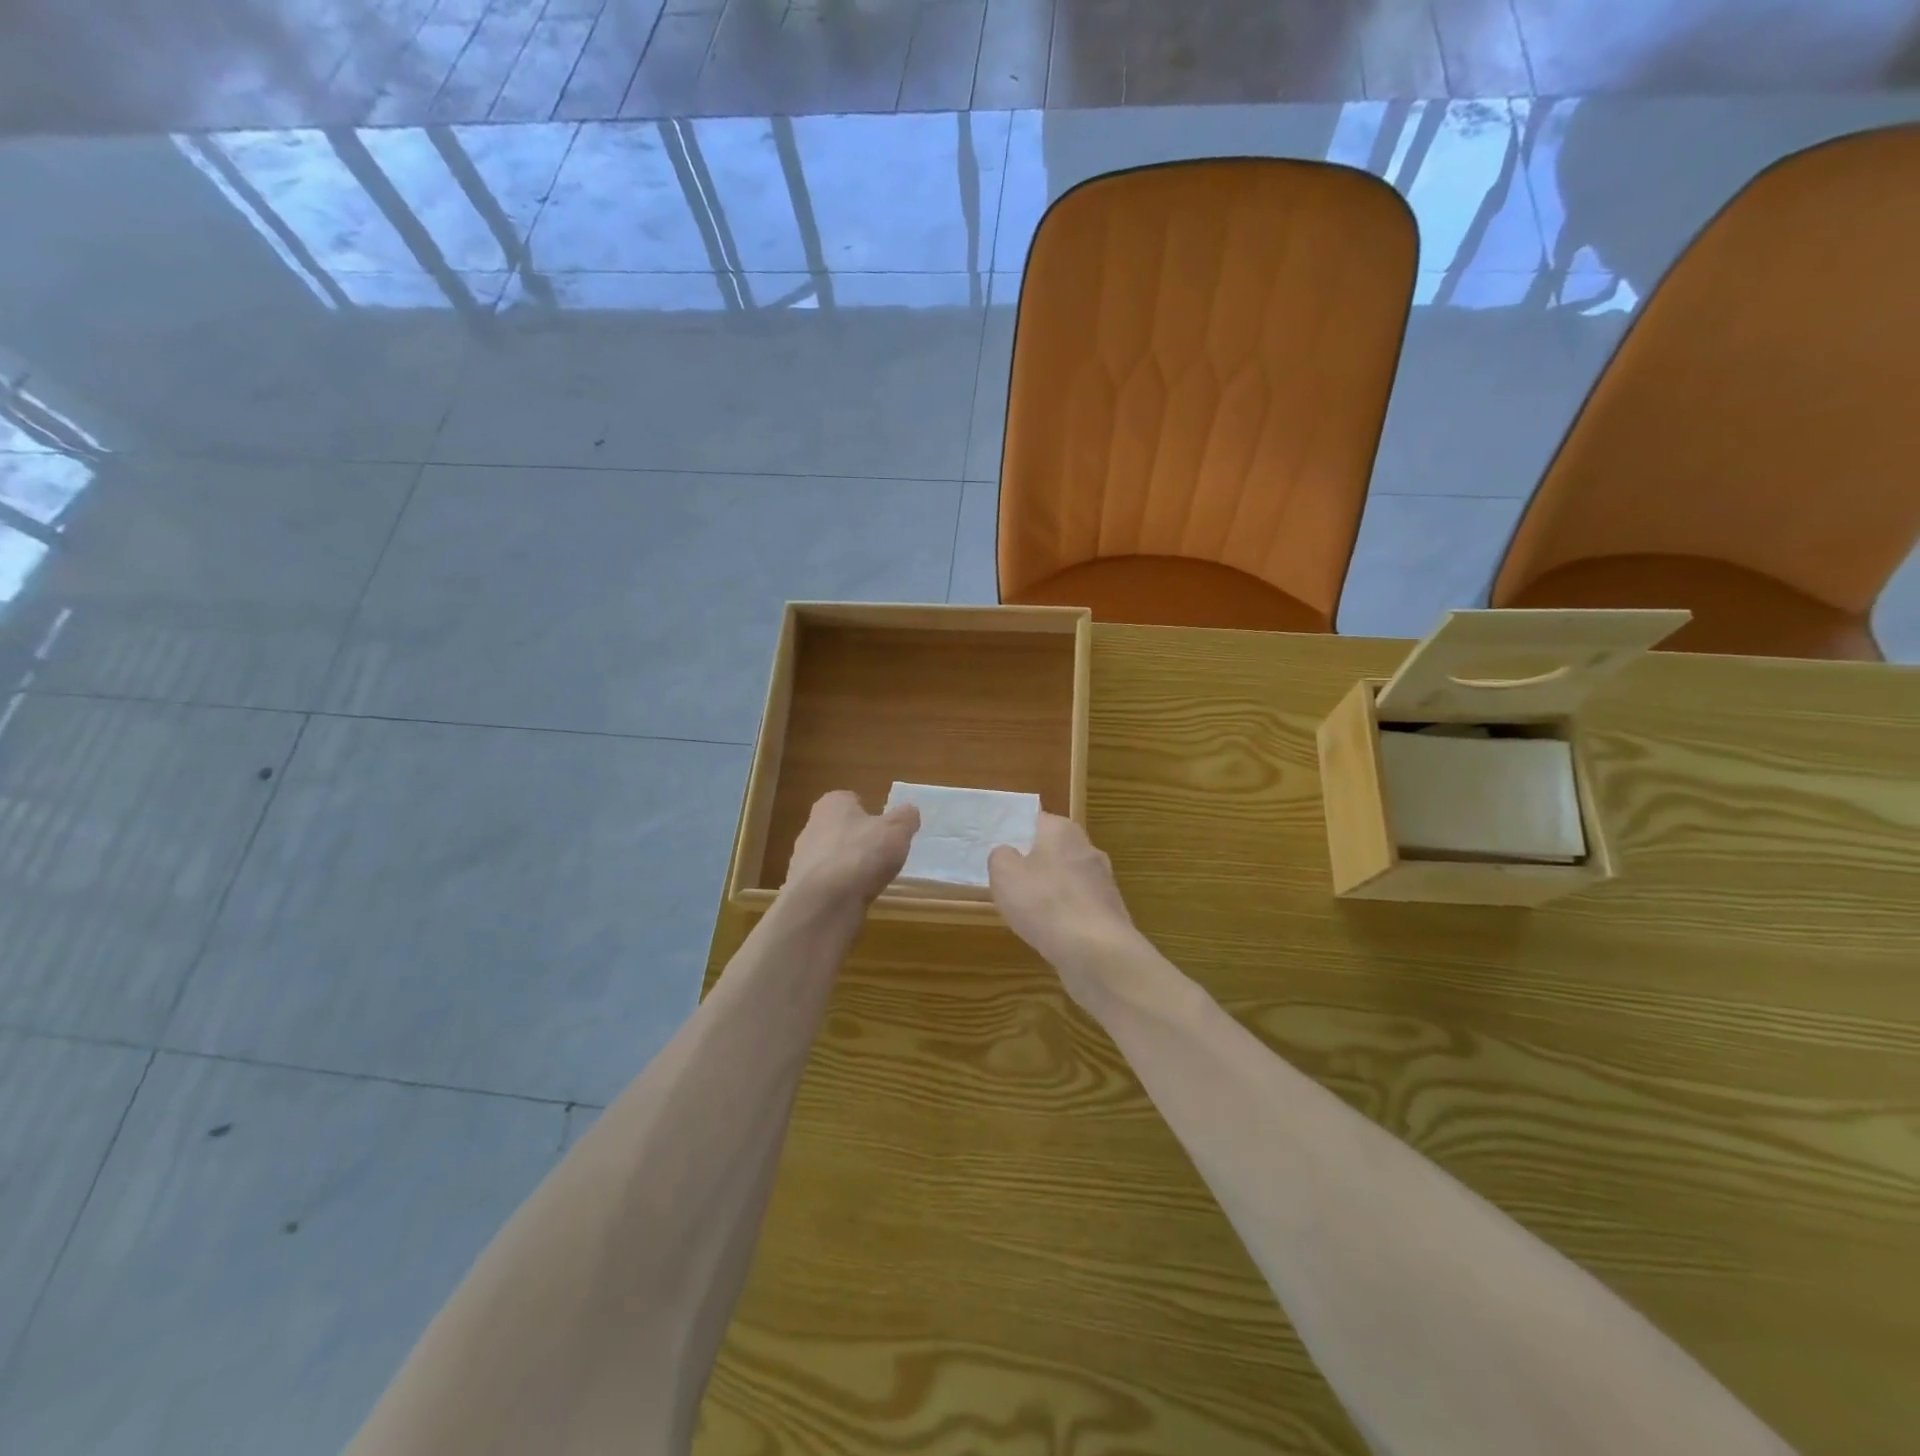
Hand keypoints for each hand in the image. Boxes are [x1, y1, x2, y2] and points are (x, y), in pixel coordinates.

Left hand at [782, 791, 919, 913]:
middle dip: (859, 840)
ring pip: (833, 857)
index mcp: (832, 804)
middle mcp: (812, 826)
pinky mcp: (803, 889)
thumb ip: (905, 818)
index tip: (886, 828)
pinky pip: (829, 883)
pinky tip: (856, 897)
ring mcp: (803, 859)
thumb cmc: (861, 854)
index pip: (851, 800)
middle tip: (883, 854)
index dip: (870, 812)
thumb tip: (909, 812)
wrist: (824, 902)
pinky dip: (842, 888)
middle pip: (841, 829)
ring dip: (850, 866)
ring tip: (872, 879)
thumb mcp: (896, 830)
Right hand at [988, 814, 1141, 998]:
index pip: (1036, 820)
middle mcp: (1088, 849)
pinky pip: (1078, 907)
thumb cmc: (1044, 902)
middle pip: (1054, 850)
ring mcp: (1103, 882)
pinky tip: (1050, 933)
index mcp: (1063, 830)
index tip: (1000, 850)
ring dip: (1050, 892)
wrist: (1096, 951)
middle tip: (1009, 881)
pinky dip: (1064, 916)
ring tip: (1027, 912)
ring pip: (1067, 880)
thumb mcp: (1004, 873)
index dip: (1016, 833)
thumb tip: (1008, 854)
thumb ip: (1000, 856)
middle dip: (1034, 863)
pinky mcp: (1110, 913)